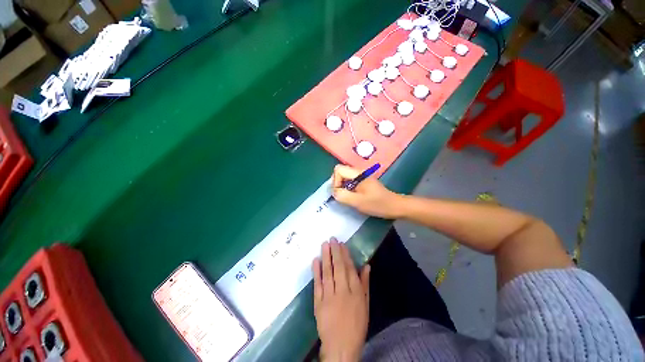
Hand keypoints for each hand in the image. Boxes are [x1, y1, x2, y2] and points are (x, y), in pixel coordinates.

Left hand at [312, 238, 369, 361]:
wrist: (341, 346)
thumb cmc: (356, 324)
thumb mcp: (365, 304)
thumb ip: (365, 283)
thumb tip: (367, 266)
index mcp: (355, 291)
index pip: (349, 268)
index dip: (345, 255)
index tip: (341, 244)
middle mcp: (342, 290)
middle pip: (338, 267)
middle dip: (335, 251)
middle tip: (332, 239)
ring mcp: (329, 296)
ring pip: (328, 272)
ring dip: (326, 257)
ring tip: (324, 244)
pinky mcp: (318, 302)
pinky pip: (317, 284)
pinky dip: (316, 271)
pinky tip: (315, 260)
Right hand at [332, 164, 403, 218]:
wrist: (395, 206)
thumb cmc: (377, 204)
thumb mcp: (357, 201)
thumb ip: (342, 196)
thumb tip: (334, 192)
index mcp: (358, 173)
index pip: (338, 169)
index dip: (335, 181)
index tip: (340, 193)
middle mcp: (358, 172)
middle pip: (340, 172)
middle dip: (337, 184)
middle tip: (342, 196)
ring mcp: (361, 177)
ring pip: (344, 178)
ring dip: (342, 187)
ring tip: (347, 198)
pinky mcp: (363, 182)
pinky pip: (350, 182)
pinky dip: (347, 189)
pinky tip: (353, 197)